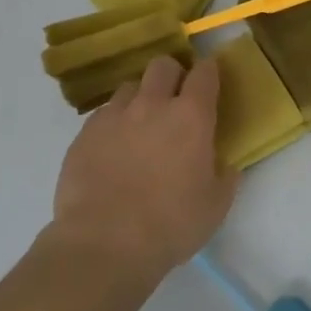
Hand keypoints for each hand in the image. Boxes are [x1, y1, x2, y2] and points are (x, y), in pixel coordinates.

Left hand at [48, 54, 240, 283]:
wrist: (103, 244)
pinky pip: (104, 114)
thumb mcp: (215, 206)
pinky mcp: (85, 134)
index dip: (208, 72)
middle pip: (162, 65)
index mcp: (191, 117)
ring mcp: (114, 116)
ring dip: (140, 98)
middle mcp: (152, 105)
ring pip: (130, 87)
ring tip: (141, 124)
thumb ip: (225, 177)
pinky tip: (114, 148)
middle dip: (172, 75)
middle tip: (175, 100)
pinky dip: (114, 122)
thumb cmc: (170, 225)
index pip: (204, 73)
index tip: (210, 80)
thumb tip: (225, 165)